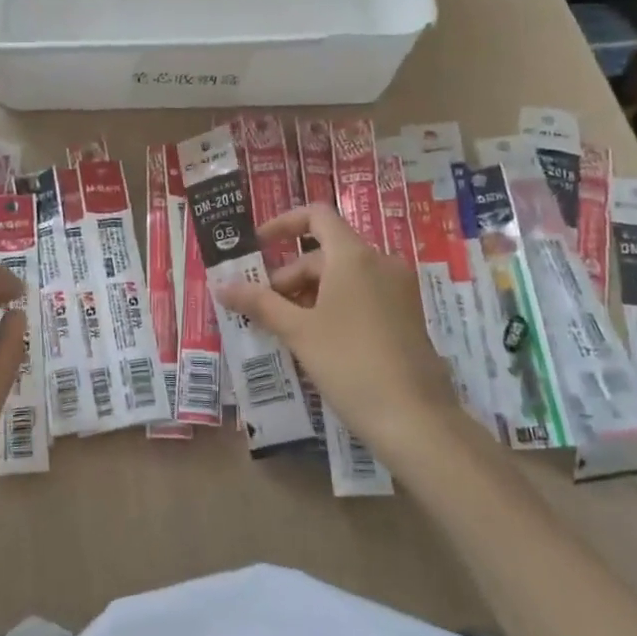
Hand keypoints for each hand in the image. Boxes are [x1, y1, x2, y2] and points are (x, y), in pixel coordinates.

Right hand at [216, 204, 457, 447]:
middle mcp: (380, 263)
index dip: (282, 224)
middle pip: (324, 253)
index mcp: (354, 256)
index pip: (316, 216)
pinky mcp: (405, 315)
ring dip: (308, 294)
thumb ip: (259, 303)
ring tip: (283, 328)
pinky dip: (333, 306)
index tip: (256, 247)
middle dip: (288, 276)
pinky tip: (314, 340)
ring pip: (342, 277)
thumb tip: (221, 286)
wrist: (415, 419)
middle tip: (261, 309)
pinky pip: (361, 296)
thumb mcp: (298, 332)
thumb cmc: (350, 364)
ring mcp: (397, 290)